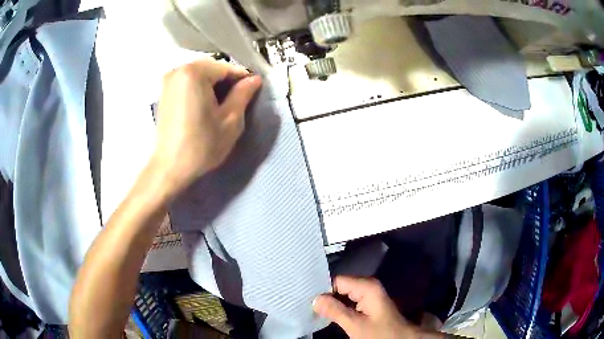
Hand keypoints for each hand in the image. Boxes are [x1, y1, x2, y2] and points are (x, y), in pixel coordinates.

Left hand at [152, 58, 261, 192]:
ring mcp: (168, 80)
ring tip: (221, 106)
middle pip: (213, 69)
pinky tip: (205, 107)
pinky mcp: (164, 92)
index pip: (228, 68)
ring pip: (201, 75)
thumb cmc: (202, 145)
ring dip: (214, 86)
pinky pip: (188, 82)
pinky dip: (200, 89)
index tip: (253, 93)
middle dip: (227, 82)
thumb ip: (244, 94)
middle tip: (237, 101)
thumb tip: (254, 79)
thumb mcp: (231, 120)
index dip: (243, 79)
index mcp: (195, 72)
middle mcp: (179, 70)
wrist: (170, 168)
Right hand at [313, 277, 421, 338]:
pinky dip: (338, 307)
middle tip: (308, 306)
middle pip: (339, 286)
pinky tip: (328, 313)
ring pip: (343, 294)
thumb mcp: (355, 325)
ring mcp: (368, 294)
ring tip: (313, 309)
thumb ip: (335, 311)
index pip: (337, 281)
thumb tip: (314, 299)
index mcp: (367, 287)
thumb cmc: (380, 333)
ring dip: (331, 302)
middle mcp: (367, 286)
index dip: (322, 290)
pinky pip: (348, 300)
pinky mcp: (368, 303)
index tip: (307, 300)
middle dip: (325, 296)